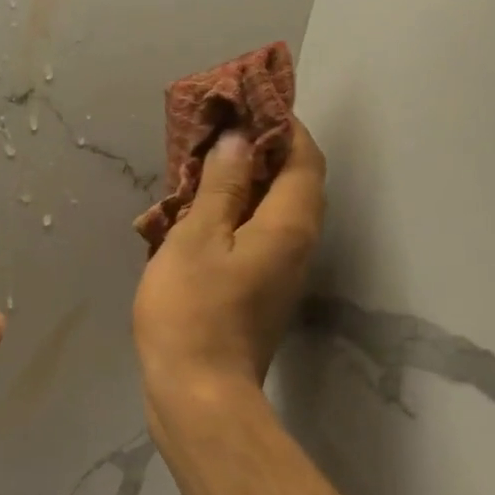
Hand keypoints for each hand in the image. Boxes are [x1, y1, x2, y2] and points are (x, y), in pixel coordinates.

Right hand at [133, 119, 326, 407]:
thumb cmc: (192, 310)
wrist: (197, 391)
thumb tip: (239, 140)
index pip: (303, 158)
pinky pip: (254, 239)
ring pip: (271, 213)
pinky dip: (232, 218)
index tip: (247, 103)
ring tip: (200, 170)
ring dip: (243, 185)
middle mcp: (296, 246)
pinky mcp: (259, 295)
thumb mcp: (196, 239)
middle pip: (292, 184)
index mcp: (288, 225)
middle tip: (217, 133)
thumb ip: (220, 187)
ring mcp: (280, 274)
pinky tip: (194, 219)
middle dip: (260, 151)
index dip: (282, 125)